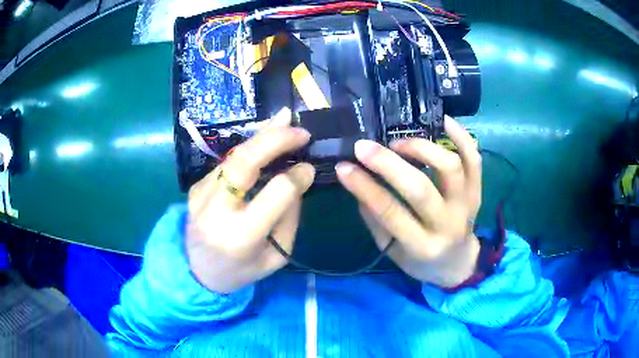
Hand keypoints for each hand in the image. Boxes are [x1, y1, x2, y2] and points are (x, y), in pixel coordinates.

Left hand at [186, 108, 314, 292]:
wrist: (197, 271)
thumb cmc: (241, 270)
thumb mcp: (275, 257)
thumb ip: (289, 218)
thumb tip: (297, 177)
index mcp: (241, 236)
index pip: (275, 194)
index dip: (295, 176)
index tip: (309, 167)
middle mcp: (216, 211)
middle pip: (246, 163)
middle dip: (275, 140)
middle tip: (300, 130)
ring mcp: (201, 195)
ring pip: (234, 156)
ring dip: (261, 135)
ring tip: (285, 119)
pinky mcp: (196, 187)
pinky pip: (227, 162)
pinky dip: (249, 147)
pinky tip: (264, 137)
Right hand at [336, 117, 481, 287]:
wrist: (457, 263)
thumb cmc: (421, 261)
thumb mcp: (392, 251)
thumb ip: (376, 221)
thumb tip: (359, 183)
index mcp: (422, 246)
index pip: (391, 213)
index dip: (365, 187)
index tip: (344, 166)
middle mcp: (448, 225)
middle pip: (421, 189)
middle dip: (388, 164)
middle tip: (364, 147)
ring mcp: (467, 205)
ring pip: (450, 167)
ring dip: (421, 148)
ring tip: (399, 143)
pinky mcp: (477, 191)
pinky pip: (474, 159)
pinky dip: (461, 136)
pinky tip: (442, 120)